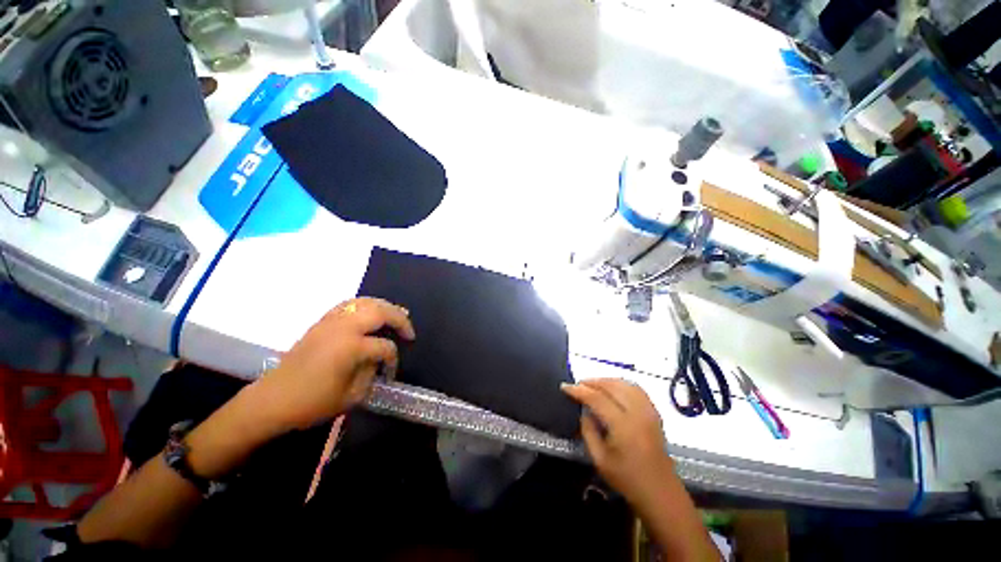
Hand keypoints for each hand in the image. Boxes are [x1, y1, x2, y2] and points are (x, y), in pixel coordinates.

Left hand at [252, 297, 415, 431]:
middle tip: (409, 331)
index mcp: (351, 347)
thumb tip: (379, 358)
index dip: (393, 359)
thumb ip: (372, 372)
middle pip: (380, 312)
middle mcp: (343, 328)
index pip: (385, 346)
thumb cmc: (312, 404)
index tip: (391, 372)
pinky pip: (349, 304)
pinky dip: (365, 305)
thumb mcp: (351, 396)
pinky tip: (371, 313)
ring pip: (365, 302)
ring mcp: (331, 321)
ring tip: (397, 315)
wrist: (271, 400)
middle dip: (400, 319)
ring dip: (384, 307)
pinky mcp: (321, 322)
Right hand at [561, 378, 673, 505]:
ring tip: (592, 385)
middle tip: (577, 385)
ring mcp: (648, 411)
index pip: (597, 399)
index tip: (565, 386)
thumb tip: (583, 409)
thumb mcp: (599, 459)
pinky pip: (635, 389)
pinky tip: (612, 388)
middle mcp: (637, 413)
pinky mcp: (654, 412)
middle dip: (591, 382)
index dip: (579, 390)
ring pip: (624, 383)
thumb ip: (588, 431)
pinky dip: (620, 384)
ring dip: (605, 380)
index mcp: (623, 427)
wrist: (660, 492)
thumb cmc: (627, 479)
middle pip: (611, 386)